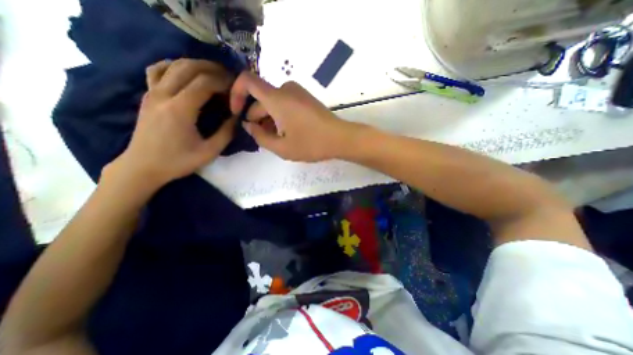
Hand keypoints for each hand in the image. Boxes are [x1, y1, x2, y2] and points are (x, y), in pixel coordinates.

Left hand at [109, 58, 237, 188]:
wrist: (143, 166)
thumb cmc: (178, 161)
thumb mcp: (210, 152)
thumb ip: (226, 133)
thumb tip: (237, 117)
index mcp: (180, 110)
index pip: (205, 83)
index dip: (224, 81)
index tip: (237, 87)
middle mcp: (163, 95)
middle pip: (189, 67)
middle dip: (213, 68)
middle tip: (230, 77)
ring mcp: (152, 92)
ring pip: (173, 64)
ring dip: (196, 65)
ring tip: (213, 73)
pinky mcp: (147, 95)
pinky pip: (157, 70)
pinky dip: (174, 66)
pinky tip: (186, 73)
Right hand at [229, 71, 358, 161]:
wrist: (340, 138)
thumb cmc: (311, 144)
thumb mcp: (282, 148)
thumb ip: (260, 137)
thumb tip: (248, 125)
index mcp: (277, 98)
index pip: (247, 80)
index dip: (236, 93)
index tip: (237, 113)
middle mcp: (286, 89)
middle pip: (261, 99)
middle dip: (256, 118)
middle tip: (261, 138)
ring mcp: (298, 93)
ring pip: (273, 103)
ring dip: (269, 119)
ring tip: (276, 139)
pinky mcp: (306, 98)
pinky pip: (285, 103)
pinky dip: (280, 115)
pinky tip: (286, 132)